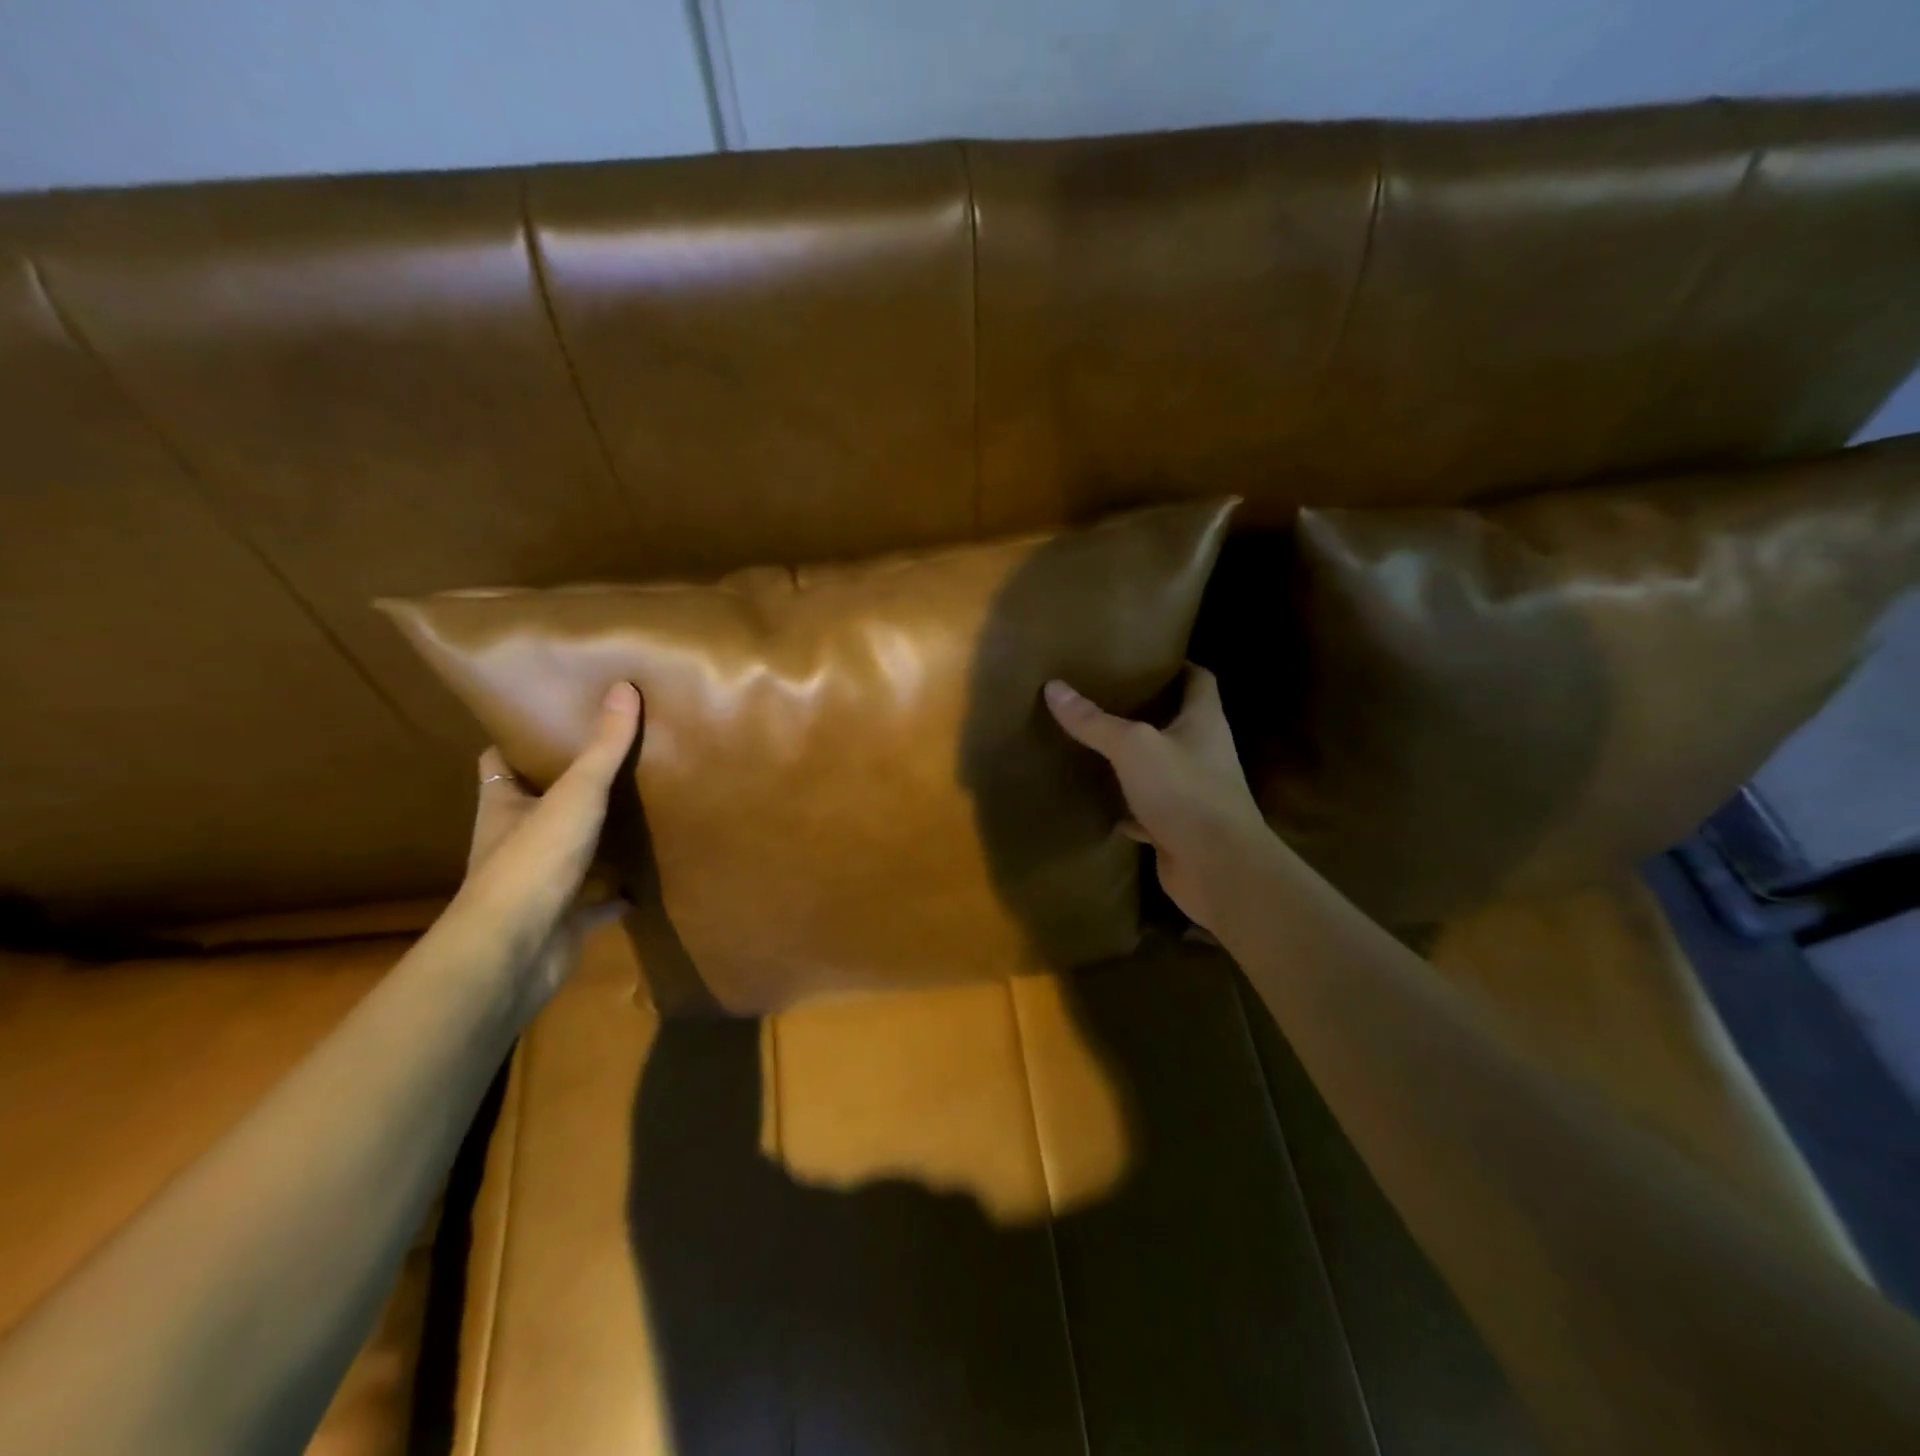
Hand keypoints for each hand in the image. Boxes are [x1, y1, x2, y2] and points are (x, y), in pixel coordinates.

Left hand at [454, 681, 641, 1001]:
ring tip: (642, 807)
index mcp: (502, 807)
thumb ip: (603, 747)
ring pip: (570, 851)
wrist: (515, 952)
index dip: (520, 740)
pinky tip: (650, 877)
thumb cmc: (533, 861)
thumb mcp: (576, 794)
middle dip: (569, 786)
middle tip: (615, 756)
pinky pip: (599, 899)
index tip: (555, 718)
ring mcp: (540, 883)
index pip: (499, 763)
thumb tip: (624, 687)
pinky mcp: (565, 918)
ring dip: (597, 838)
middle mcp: (514, 841)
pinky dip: (620, 890)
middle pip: (538, 805)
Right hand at [1044, 666, 1275, 935]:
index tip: (1146, 657)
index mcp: (1205, 722)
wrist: (1218, 868)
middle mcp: (1206, 753)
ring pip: (1163, 768)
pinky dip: (1129, 808)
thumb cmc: (1185, 792)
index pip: (1199, 680)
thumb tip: (1053, 687)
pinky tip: (1103, 804)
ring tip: (1100, 744)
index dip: (1178, 665)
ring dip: (1138, 761)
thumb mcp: (1133, 747)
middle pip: (1180, 722)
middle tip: (1108, 696)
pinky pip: (1150, 811)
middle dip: (1149, 710)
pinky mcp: (1181, 829)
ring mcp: (1195, 794)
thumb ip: (1095, 721)